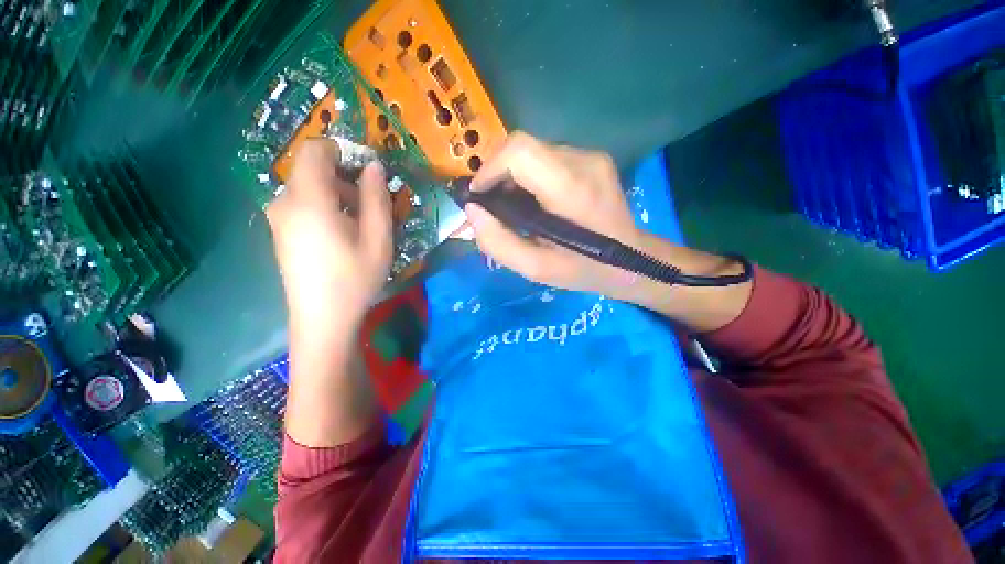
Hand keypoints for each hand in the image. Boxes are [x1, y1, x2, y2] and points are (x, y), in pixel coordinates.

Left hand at [267, 139, 391, 332]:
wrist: (322, 319)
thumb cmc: (355, 278)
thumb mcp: (378, 239)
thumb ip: (376, 198)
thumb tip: (374, 166)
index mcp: (309, 200)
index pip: (315, 150)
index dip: (342, 150)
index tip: (366, 170)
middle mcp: (285, 202)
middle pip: (312, 170)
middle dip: (345, 179)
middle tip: (372, 207)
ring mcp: (279, 218)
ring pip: (308, 188)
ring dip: (337, 196)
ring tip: (361, 225)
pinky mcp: (280, 232)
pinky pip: (302, 205)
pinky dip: (325, 208)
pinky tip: (342, 236)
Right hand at [466, 131, 640, 296]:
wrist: (632, 262)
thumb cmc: (584, 269)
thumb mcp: (536, 269)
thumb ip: (498, 243)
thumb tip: (472, 211)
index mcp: (572, 189)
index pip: (520, 151)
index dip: (490, 167)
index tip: (479, 195)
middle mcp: (584, 161)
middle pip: (524, 147)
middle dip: (499, 174)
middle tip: (495, 206)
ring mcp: (592, 156)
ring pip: (535, 152)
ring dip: (515, 176)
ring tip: (516, 208)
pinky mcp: (593, 158)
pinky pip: (549, 158)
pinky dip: (531, 176)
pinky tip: (536, 201)